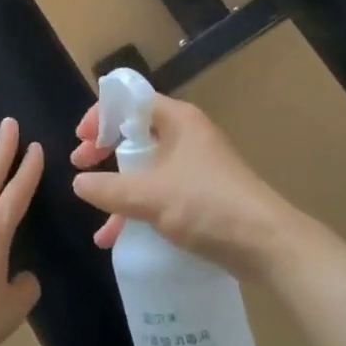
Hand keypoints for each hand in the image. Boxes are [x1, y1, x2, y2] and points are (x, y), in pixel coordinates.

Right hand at [71, 93, 332, 281]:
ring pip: (145, 168)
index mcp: (178, 121)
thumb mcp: (150, 196)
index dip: (102, 114)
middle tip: (82, 165)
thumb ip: (108, 188)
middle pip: (135, 133)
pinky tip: (116, 238)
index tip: (81, 139)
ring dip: (119, 189)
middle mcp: (186, 137)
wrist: (267, 245)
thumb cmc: (208, 206)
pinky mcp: (201, 196)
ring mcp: (195, 167)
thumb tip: (78, 183)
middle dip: (105, 151)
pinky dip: (137, 210)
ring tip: (96, 214)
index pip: (131, 100)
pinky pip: (159, 194)